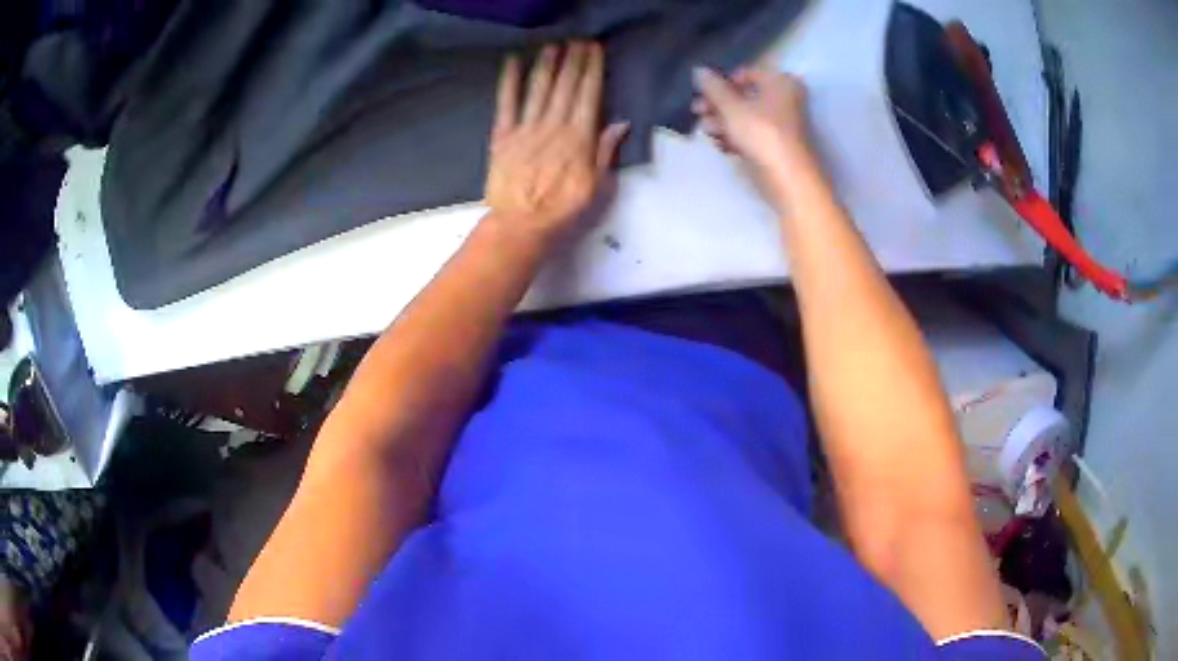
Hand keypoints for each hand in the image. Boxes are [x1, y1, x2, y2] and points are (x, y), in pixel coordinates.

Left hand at [485, 42, 629, 245]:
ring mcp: (525, 128)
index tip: (595, 50)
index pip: (588, 95)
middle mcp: (553, 126)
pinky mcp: (502, 136)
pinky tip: (513, 62)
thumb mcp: (598, 187)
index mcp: (579, 138)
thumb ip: (606, 152)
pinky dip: (509, 81)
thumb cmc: (563, 211)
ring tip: (553, 45)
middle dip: (573, 60)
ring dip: (547, 64)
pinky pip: (506, 103)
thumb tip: (621, 123)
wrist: (520, 226)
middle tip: (578, 40)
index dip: (592, 69)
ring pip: (538, 89)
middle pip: (565, 86)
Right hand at [692, 66, 818, 207]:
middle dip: (718, 104)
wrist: (788, 179)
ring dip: (722, 122)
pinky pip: (752, 135)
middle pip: (744, 96)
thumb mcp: (731, 106)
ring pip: (746, 117)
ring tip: (706, 131)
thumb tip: (698, 70)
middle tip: (696, 111)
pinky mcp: (776, 147)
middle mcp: (784, 99)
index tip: (702, 92)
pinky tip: (720, 144)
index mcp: (780, 82)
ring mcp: (781, 125)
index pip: (746, 73)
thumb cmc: (762, 134)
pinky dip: (735, 137)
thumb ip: (712, 87)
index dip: (722, 82)